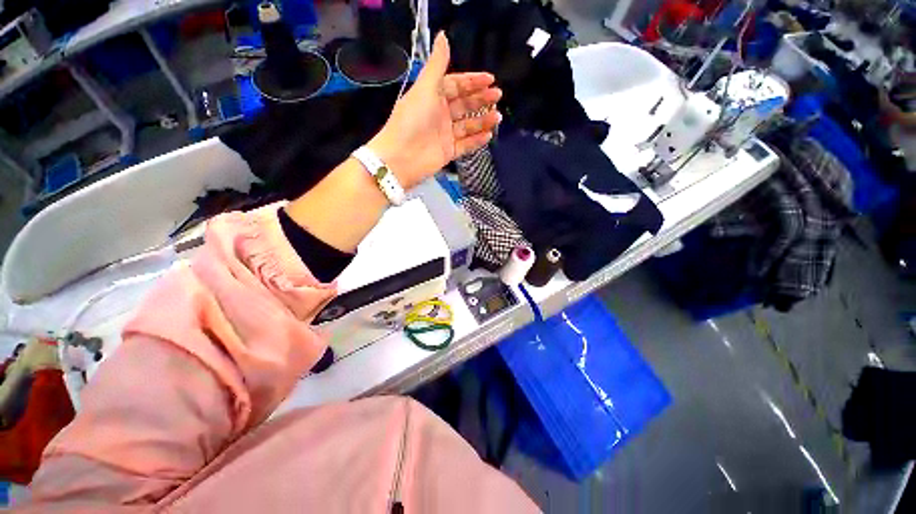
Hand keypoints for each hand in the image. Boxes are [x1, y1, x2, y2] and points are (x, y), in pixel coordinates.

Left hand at [368, 32, 502, 188]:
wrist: (402, 157)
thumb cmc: (412, 120)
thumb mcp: (425, 88)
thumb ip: (437, 65)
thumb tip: (443, 36)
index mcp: (432, 96)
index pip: (456, 85)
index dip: (473, 81)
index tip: (491, 79)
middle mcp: (440, 114)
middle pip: (464, 105)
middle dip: (481, 99)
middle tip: (498, 96)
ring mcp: (445, 134)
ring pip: (468, 125)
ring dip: (482, 120)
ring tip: (497, 116)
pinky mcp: (448, 152)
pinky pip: (466, 145)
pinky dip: (477, 140)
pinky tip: (488, 135)